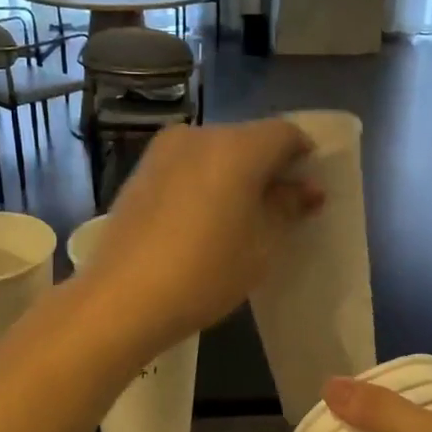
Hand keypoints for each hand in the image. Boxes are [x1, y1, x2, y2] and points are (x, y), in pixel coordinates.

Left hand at [78, 120, 322, 351]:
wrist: (123, 297)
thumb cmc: (206, 272)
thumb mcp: (261, 245)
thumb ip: (287, 207)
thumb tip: (307, 188)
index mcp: (237, 146)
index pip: (285, 134)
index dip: (303, 156)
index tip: (307, 190)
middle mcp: (199, 135)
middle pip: (248, 139)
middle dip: (268, 166)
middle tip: (277, 207)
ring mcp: (164, 151)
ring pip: (215, 152)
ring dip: (234, 174)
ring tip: (238, 217)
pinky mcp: (140, 171)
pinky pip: (187, 166)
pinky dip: (204, 181)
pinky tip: (202, 219)